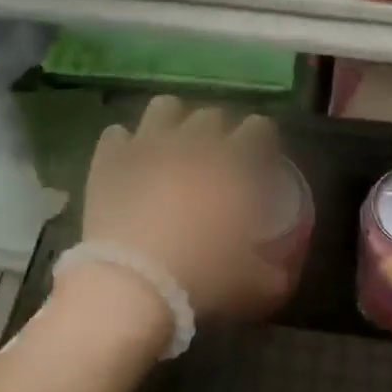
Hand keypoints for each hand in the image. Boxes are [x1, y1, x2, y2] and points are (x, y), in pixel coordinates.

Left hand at [79, 96, 291, 322]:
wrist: (130, 283)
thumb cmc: (201, 277)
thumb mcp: (251, 284)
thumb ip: (272, 273)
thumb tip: (281, 274)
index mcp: (232, 164)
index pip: (259, 128)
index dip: (262, 139)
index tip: (259, 158)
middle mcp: (192, 142)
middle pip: (211, 115)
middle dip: (217, 132)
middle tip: (214, 160)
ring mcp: (148, 144)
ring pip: (164, 107)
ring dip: (172, 122)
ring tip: (171, 147)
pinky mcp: (110, 157)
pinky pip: (116, 134)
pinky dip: (124, 145)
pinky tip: (128, 164)